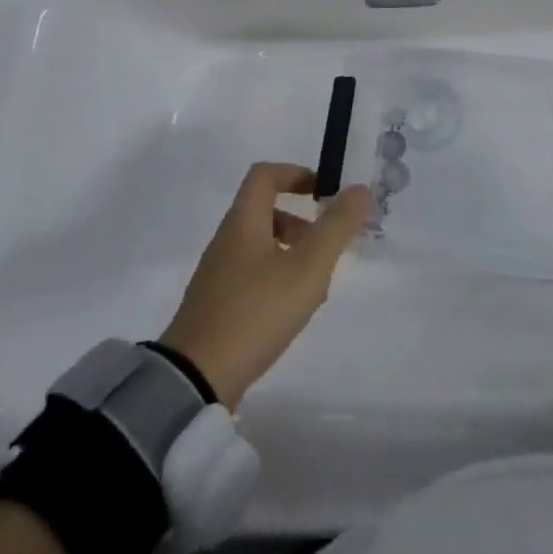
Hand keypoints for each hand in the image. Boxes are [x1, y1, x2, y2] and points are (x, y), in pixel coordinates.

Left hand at [160, 163, 371, 408]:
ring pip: (260, 246)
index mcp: (243, 221)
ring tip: (315, 286)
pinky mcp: (215, 306)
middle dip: (300, 222)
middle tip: (325, 247)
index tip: (323, 192)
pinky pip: (251, 276)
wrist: (194, 380)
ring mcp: (217, 275)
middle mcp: (226, 240)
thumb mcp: (307, 268)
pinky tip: (291, 312)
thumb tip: (359, 189)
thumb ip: (336, 227)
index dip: (295, 173)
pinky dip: (276, 280)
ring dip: (291, 254)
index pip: (265, 175)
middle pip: (264, 211)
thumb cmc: (256, 311)